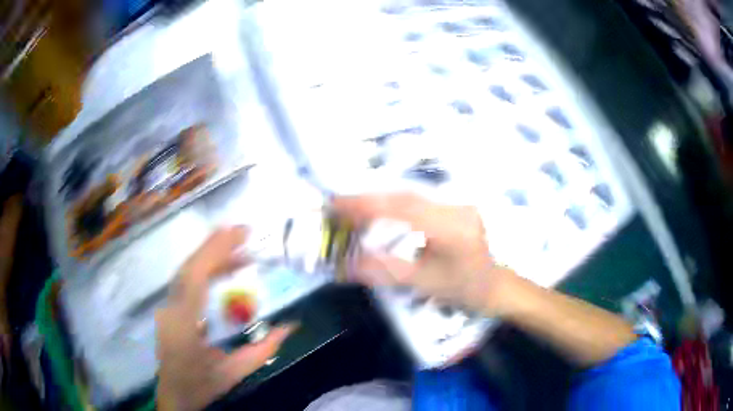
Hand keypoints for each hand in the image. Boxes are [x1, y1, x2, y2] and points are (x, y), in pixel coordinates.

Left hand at [156, 227, 295, 410]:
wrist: (174, 394)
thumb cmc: (201, 385)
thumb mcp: (234, 373)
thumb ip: (263, 350)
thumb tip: (291, 326)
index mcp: (184, 326)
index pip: (195, 279)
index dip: (215, 252)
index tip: (239, 234)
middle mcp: (170, 310)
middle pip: (188, 268)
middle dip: (215, 246)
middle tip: (244, 233)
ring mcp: (166, 307)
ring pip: (185, 271)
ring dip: (210, 255)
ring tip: (239, 249)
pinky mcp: (169, 307)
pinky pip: (185, 280)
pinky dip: (204, 268)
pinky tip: (222, 268)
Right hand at [334, 193, 515, 314]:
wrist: (495, 285)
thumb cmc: (463, 289)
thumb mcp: (423, 283)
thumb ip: (385, 271)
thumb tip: (347, 265)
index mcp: (451, 228)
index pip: (403, 208)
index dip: (367, 204)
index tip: (338, 205)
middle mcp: (456, 207)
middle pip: (405, 195)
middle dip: (369, 198)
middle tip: (339, 205)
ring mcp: (458, 203)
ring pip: (412, 194)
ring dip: (381, 198)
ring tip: (354, 207)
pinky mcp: (456, 204)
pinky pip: (420, 199)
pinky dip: (395, 203)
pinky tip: (381, 209)